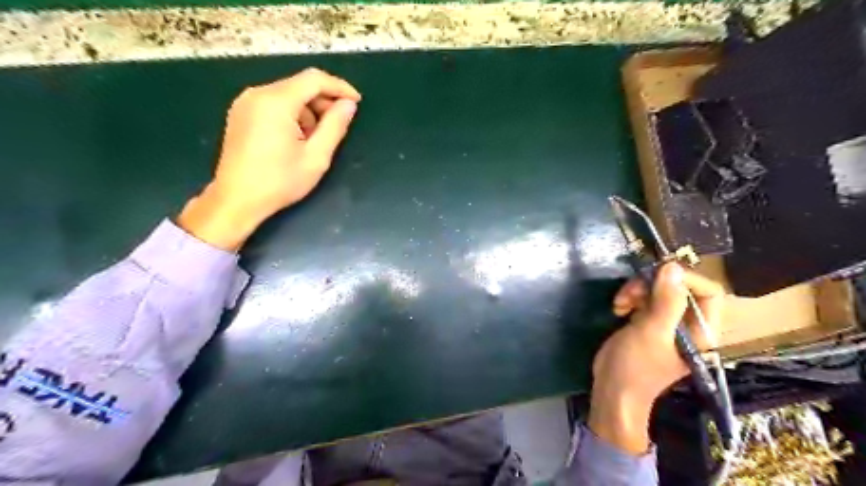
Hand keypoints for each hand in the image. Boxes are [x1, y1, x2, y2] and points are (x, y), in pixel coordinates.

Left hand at [179, 66, 362, 250]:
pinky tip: (296, 139)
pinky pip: (274, 104)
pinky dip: (292, 115)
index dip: (339, 87)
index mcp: (276, 102)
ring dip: (308, 111)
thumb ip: (335, 126)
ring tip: (315, 140)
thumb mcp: (316, 157)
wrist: (237, 200)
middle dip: (323, 102)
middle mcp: (257, 94)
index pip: (314, 79)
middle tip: (337, 126)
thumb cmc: (279, 182)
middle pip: (300, 85)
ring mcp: (245, 103)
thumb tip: (348, 105)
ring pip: (288, 95)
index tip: (356, 102)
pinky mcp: (241, 113)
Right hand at [588, 263, 725, 454]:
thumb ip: (666, 301)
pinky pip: (645, 299)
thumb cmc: (636, 366)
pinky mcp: (648, 323)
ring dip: (637, 291)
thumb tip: (673, 267)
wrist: (612, 390)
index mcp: (702, 331)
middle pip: (680, 288)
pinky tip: (618, 309)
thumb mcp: (651, 332)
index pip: (708, 292)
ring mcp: (667, 324)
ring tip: (620, 303)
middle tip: (629, 293)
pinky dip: (631, 298)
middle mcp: (689, 325)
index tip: (654, 277)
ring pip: (660, 291)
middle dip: (653, 285)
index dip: (684, 279)